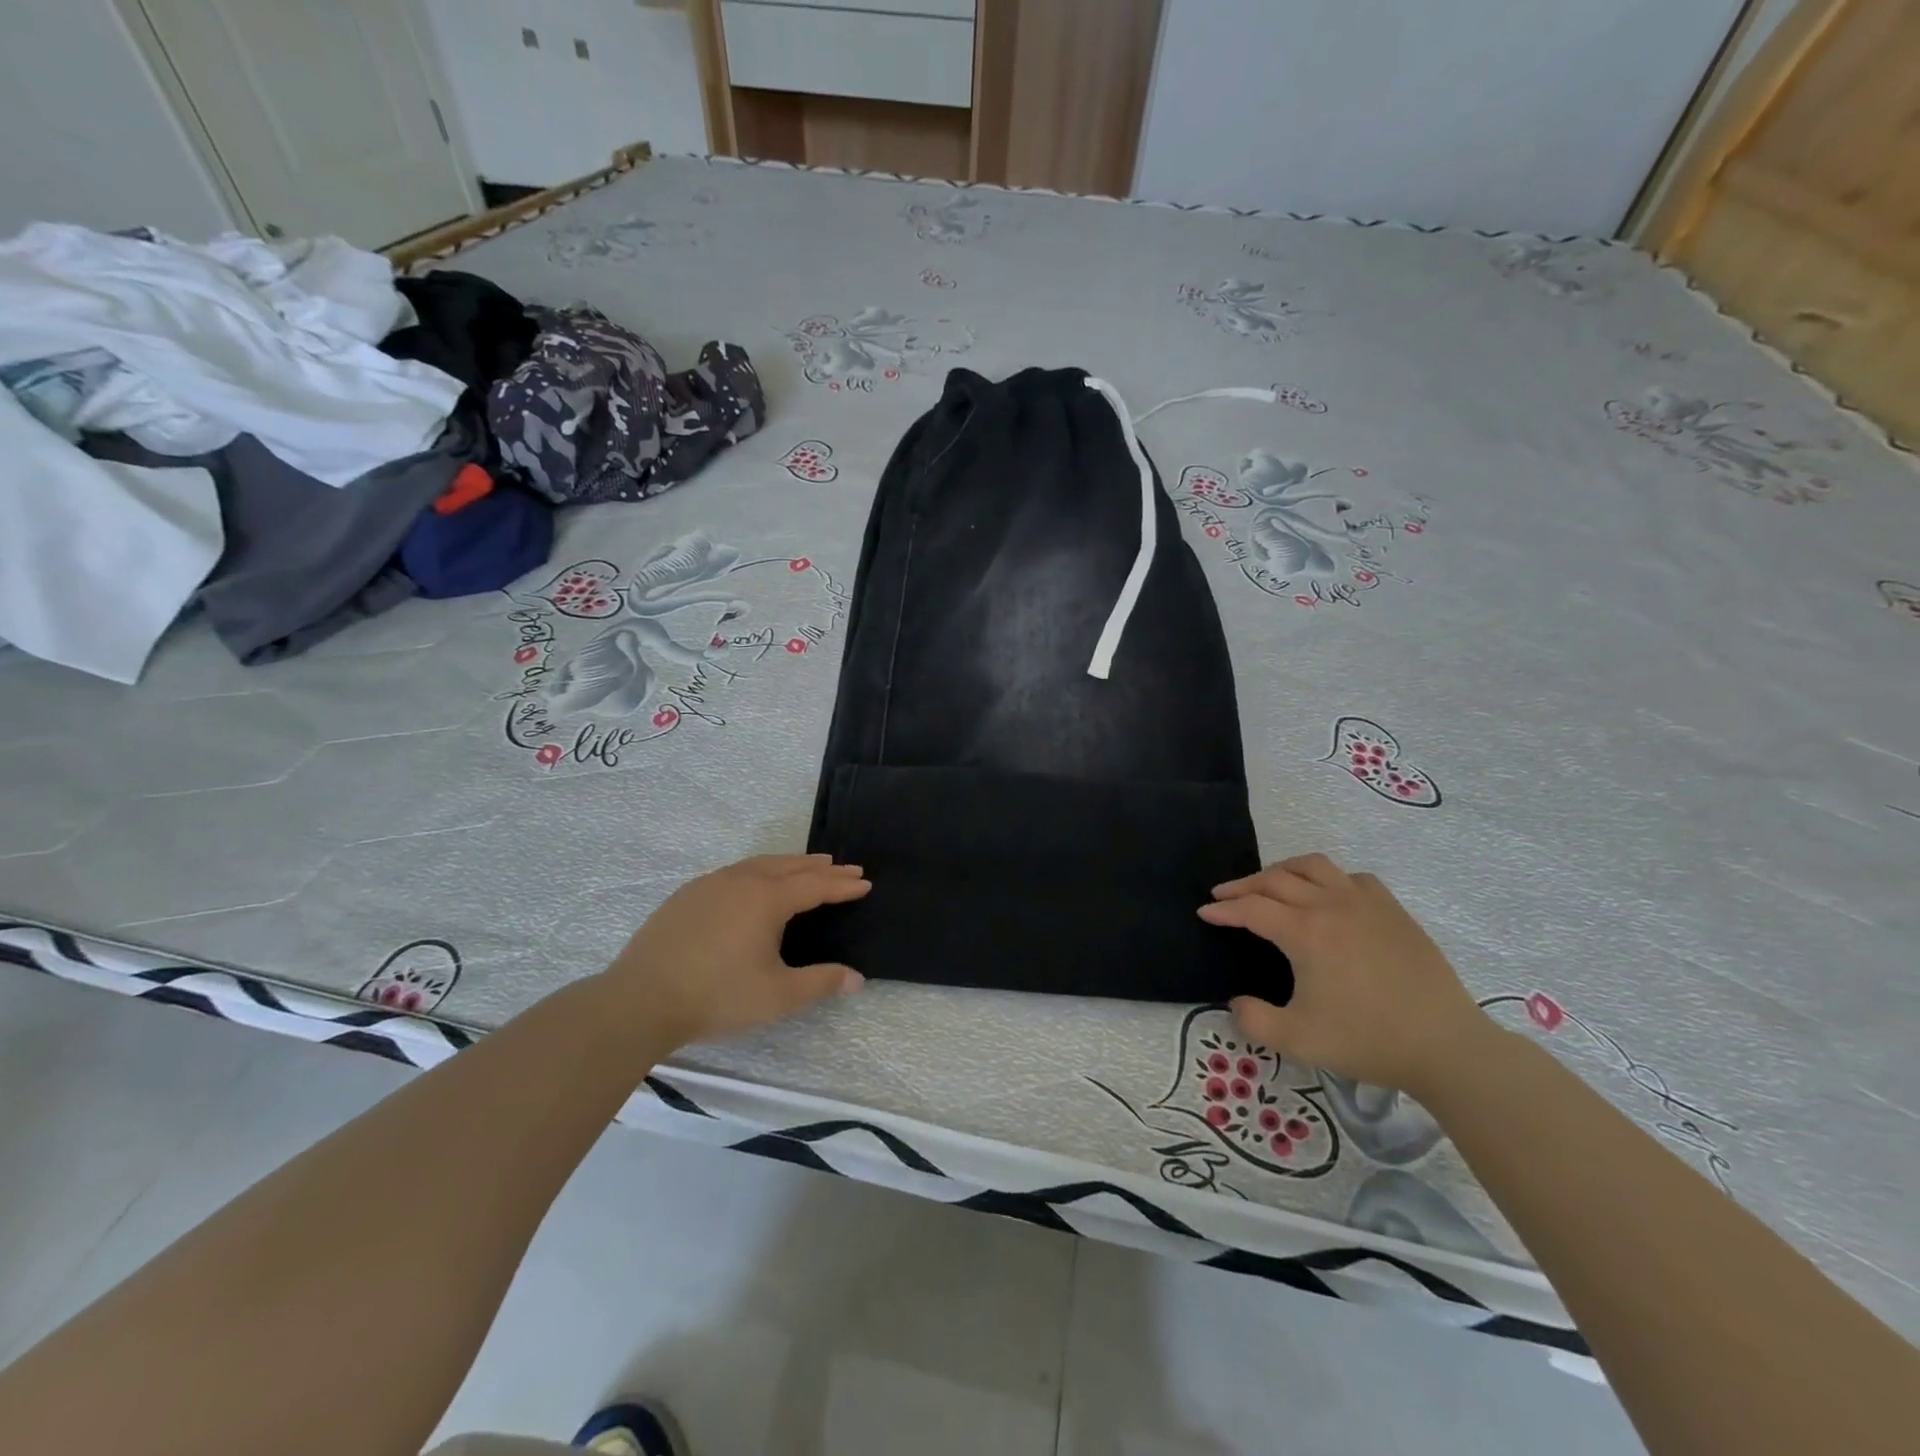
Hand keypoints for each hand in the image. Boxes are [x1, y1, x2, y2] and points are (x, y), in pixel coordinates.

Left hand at [601, 854, 869, 1049]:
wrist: (640, 999)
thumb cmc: (717, 996)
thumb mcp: (777, 995)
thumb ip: (820, 983)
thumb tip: (857, 979)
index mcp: (767, 899)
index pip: (815, 885)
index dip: (842, 885)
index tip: (865, 882)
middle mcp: (742, 880)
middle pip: (790, 866)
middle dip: (821, 867)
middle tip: (845, 867)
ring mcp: (710, 884)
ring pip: (760, 864)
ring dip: (790, 864)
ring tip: (808, 865)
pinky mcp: (687, 895)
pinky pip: (735, 872)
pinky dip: (760, 871)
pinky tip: (756, 882)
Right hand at [1198, 854, 1491, 1094]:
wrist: (1446, 1046)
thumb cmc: (1368, 1040)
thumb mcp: (1297, 1040)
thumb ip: (1253, 1020)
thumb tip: (1236, 1002)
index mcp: (1305, 932)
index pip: (1251, 908)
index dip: (1223, 910)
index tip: (1204, 913)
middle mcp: (1331, 905)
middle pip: (1276, 879)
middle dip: (1243, 885)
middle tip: (1224, 896)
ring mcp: (1366, 903)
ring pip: (1314, 866)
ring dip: (1283, 871)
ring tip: (1269, 885)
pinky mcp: (1393, 911)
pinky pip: (1351, 878)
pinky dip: (1328, 880)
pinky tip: (1327, 896)